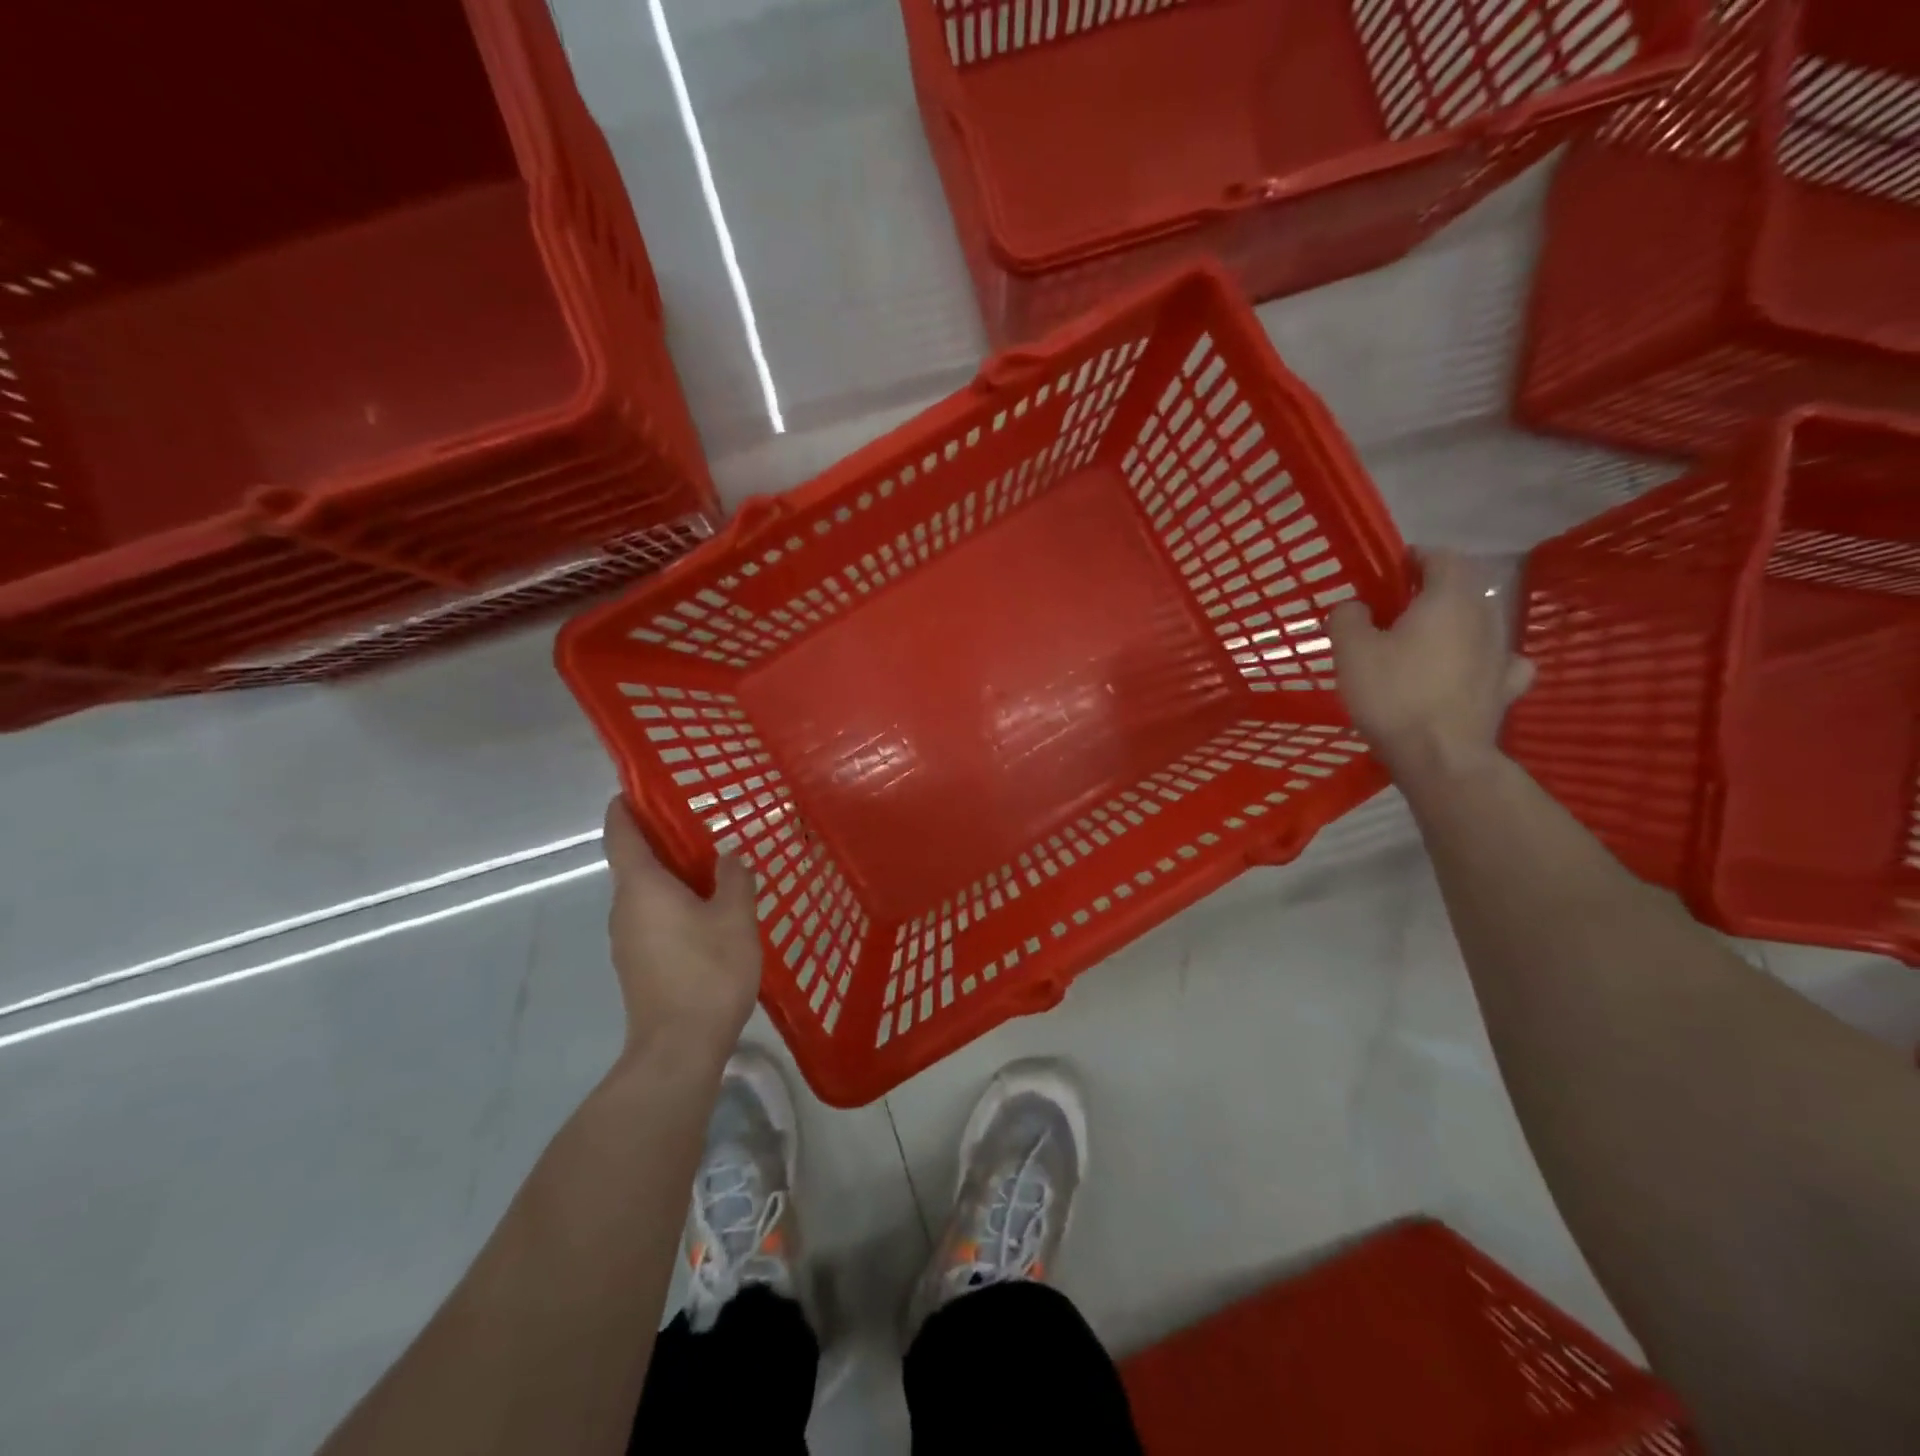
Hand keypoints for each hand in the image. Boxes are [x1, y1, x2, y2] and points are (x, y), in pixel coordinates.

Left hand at [603, 797, 761, 1058]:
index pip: (621, 832)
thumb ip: (735, 878)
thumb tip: (729, 856)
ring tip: (714, 867)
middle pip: (634, 860)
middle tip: (703, 824)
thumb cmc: (707, 972)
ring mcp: (626, 938)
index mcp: (641, 886)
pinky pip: (651, 917)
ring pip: (645, 891)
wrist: (679, 1048)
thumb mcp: (736, 917)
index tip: (643, 786)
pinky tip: (709, 912)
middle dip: (663, 838)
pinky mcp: (637, 963)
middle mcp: (624, 907)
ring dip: (671, 874)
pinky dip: (673, 903)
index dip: (627, 805)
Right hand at [1327, 550, 1534, 781]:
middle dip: (1429, 593)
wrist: (1439, 755)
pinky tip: (1468, 671)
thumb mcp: (1350, 650)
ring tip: (1420, 647)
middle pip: (1461, 588)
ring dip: (1452, 626)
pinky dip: (1482, 659)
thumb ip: (1348, 616)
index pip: (1441, 556)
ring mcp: (1502, 652)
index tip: (1386, 574)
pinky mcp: (1506, 686)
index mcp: (1448, 598)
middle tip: (1392, 614)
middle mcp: (1485, 615)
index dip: (1413, 558)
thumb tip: (1356, 607)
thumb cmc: (1392, 694)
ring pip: (1478, 622)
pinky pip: (1499, 660)